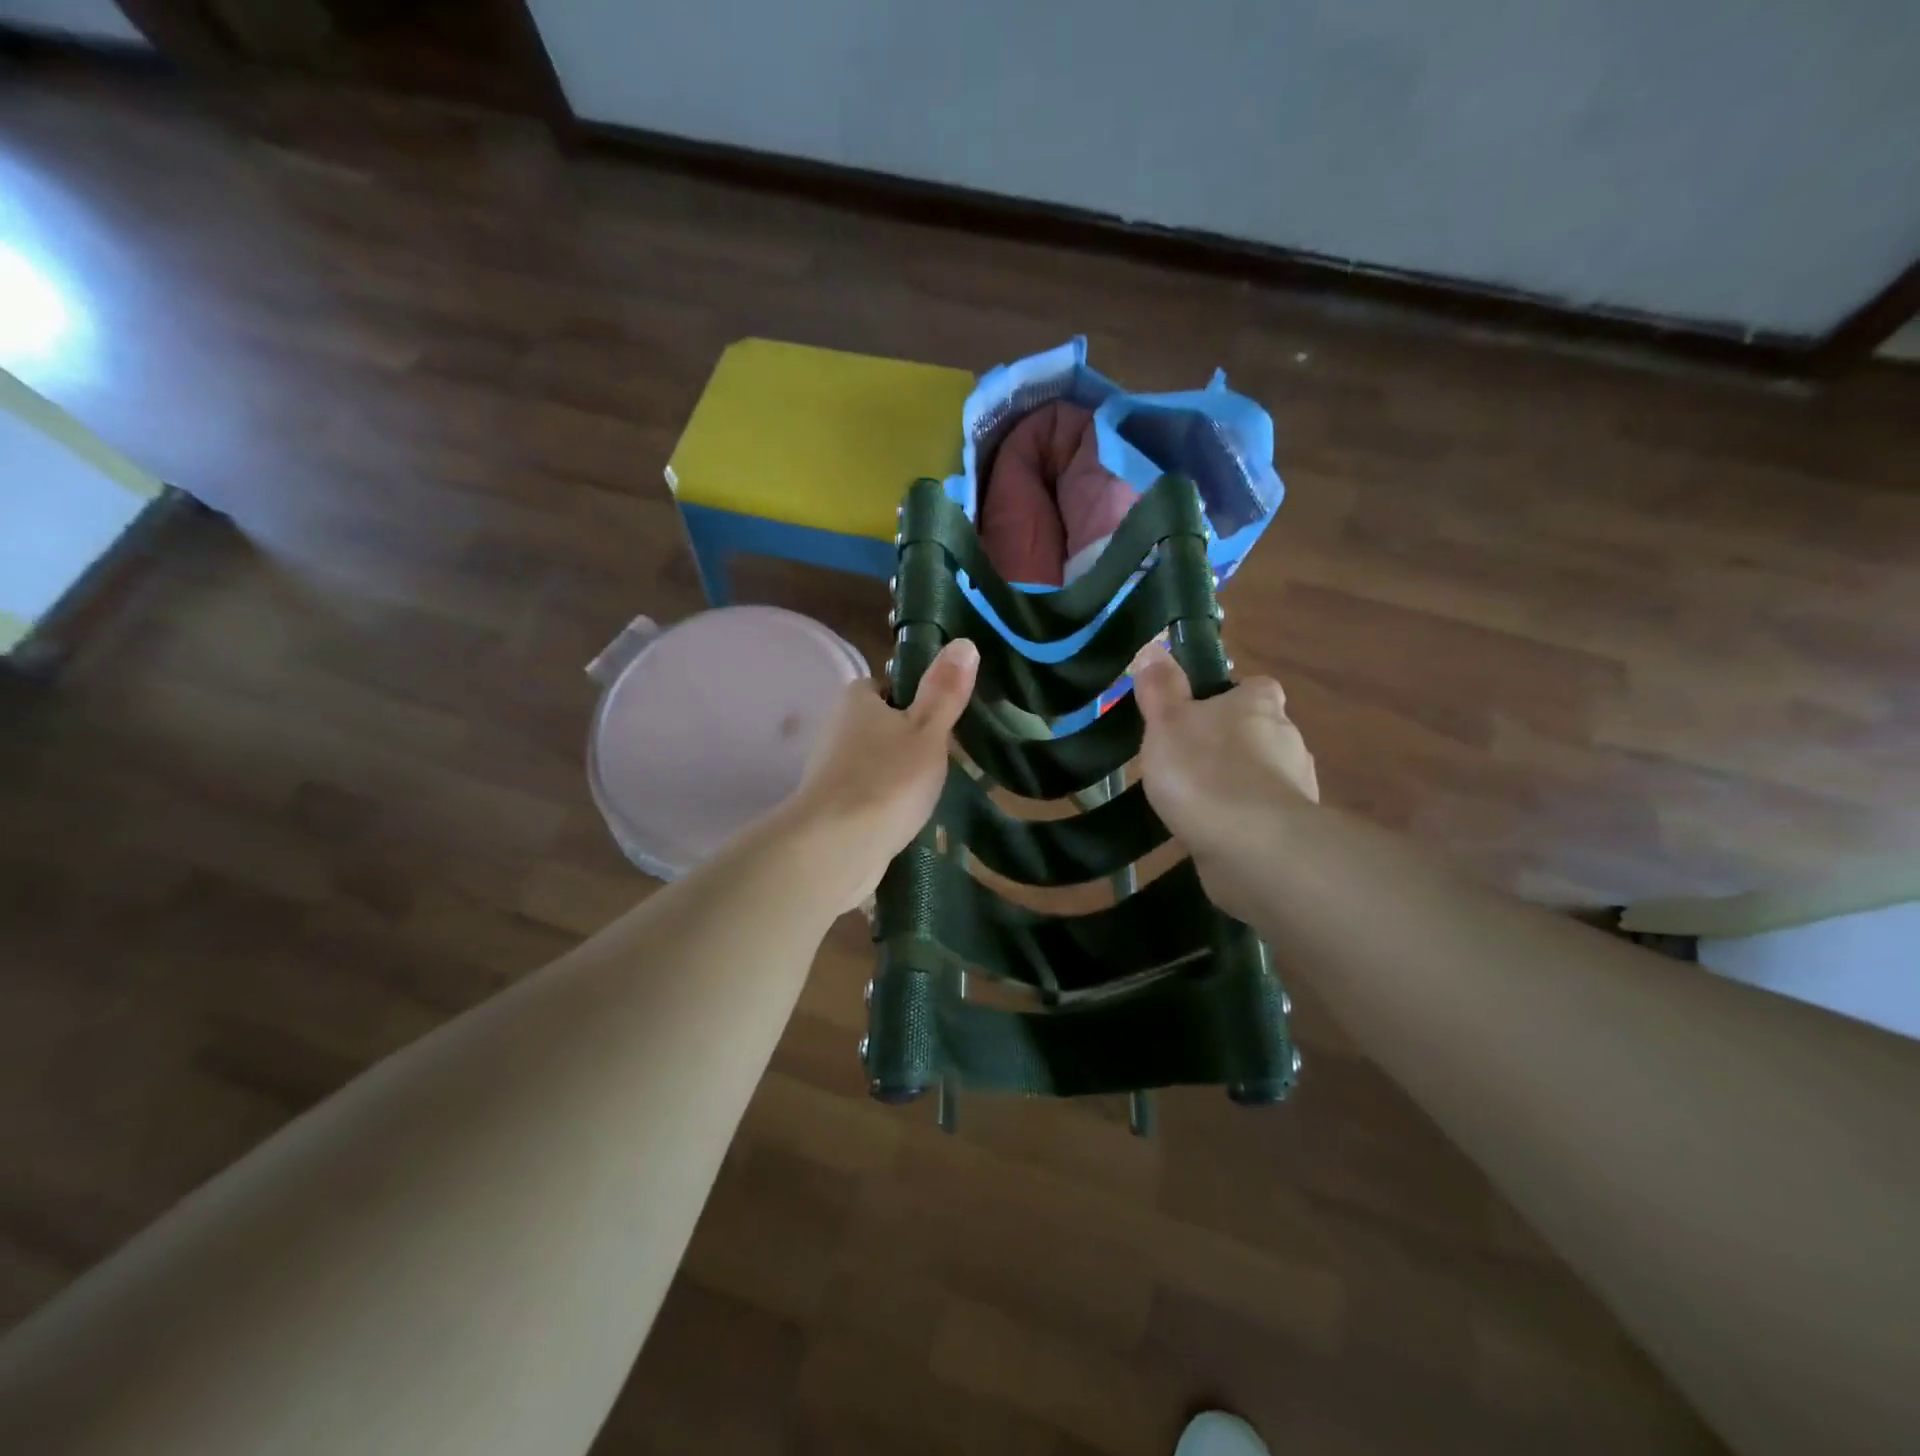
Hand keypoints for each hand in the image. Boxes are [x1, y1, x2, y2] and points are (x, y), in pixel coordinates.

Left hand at [776, 637, 978, 914]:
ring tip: (932, 792)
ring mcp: (832, 770)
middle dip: (911, 741)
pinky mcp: (833, 807)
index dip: (917, 699)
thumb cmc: (887, 779)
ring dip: (900, 775)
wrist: (835, 848)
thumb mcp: (928, 730)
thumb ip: (945, 691)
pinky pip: (869, 794)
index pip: (889, 685)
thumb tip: (964, 642)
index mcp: (857, 699)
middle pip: (884, 725)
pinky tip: (909, 819)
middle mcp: (837, 728)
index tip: (944, 721)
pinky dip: (887, 803)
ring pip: (877, 762)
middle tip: (945, 759)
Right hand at [1131, 643, 1317, 918]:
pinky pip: (1265, 816)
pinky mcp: (1292, 829)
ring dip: (1240, 784)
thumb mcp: (1167, 722)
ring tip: (1197, 803)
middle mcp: (1288, 738)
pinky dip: (1245, 820)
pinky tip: (1214, 835)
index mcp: (1260, 705)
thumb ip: (1160, 687)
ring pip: (1265, 775)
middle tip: (1189, 761)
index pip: (1256, 688)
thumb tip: (1152, 646)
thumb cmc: (1204, 771)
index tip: (1202, 714)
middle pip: (1261, 732)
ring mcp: (1296, 786)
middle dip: (1233, 744)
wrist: (1251, 845)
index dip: (1232, 697)